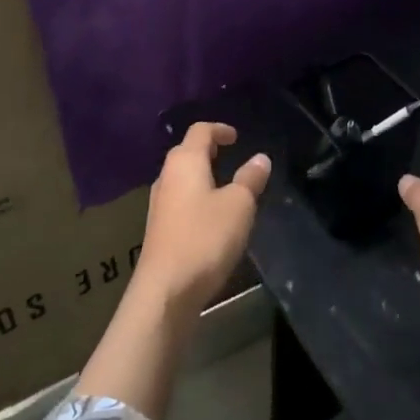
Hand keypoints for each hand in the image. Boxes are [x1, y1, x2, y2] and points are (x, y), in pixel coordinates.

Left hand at [134, 123, 270, 313]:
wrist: (166, 290)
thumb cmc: (205, 238)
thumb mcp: (239, 206)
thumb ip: (250, 179)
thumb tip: (260, 158)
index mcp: (185, 162)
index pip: (200, 131)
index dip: (219, 129)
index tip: (236, 137)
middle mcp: (166, 177)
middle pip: (187, 152)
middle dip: (209, 151)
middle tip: (232, 156)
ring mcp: (159, 204)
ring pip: (182, 178)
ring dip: (202, 176)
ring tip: (226, 186)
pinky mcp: (158, 228)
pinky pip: (180, 200)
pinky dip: (197, 197)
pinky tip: (212, 216)